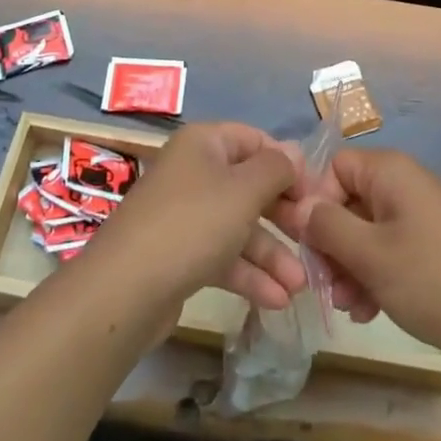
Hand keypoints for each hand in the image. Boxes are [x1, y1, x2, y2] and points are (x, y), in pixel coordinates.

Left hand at [86, 122, 308, 313]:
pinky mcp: (179, 254)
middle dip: (283, 215)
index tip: (315, 193)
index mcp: (204, 144)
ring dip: (271, 254)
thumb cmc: (193, 224)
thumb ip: (276, 168)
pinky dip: (248, 274)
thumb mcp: (244, 190)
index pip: (255, 140)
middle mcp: (193, 172)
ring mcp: (184, 214)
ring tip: (300, 286)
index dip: (287, 163)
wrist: (125, 289)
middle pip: (249, 185)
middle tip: (313, 238)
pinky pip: (222, 255)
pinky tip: (276, 300)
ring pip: (238, 226)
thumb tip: (294, 153)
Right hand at [285, 148, 440, 360]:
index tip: (307, 244)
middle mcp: (406, 183)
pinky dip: (376, 274)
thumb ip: (327, 227)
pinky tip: (370, 312)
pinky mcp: (436, 245)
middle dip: (332, 244)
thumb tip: (297, 207)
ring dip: (351, 266)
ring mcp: (423, 215)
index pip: (334, 167)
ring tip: (349, 307)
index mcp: (390, 171)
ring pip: (368, 230)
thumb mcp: (370, 254)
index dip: (316, 202)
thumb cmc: (432, 278)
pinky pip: (392, 249)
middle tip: (324, 286)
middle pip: (349, 201)